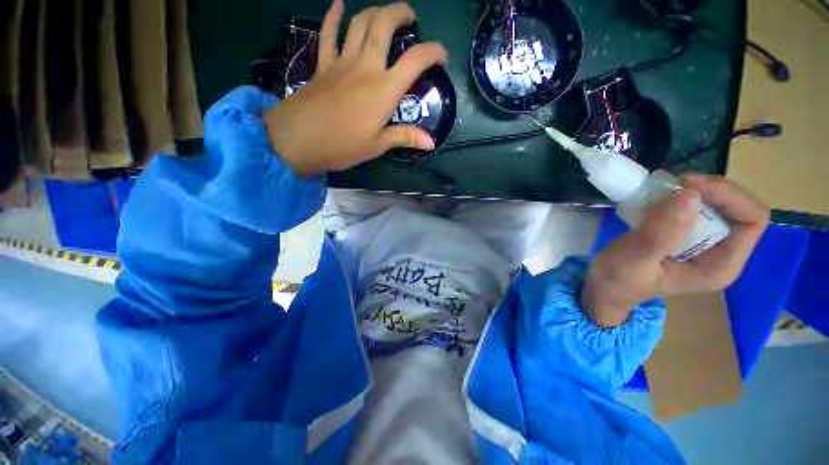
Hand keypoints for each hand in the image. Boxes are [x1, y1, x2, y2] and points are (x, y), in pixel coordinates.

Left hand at [263, 0, 446, 175]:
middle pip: (383, 26)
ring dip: (374, 11)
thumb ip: (404, 137)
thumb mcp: (377, 146)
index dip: (433, 52)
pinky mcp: (322, 65)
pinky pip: (327, 34)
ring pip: (359, 24)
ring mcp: (341, 62)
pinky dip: (332, 16)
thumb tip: (431, 142)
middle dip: (400, 13)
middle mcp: (365, 67)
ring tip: (384, 13)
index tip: (441, 55)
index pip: (415, 61)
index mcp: (384, 90)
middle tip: (410, 17)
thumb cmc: (342, 146)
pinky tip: (338, 5)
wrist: (297, 140)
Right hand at [582, 174, 769, 327]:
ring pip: (720, 204)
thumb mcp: (634, 259)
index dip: (727, 196)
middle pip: (739, 208)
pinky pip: (698, 207)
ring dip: (695, 191)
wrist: (605, 288)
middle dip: (711, 190)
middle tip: (674, 183)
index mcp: (720, 266)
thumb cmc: (618, 280)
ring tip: (664, 190)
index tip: (687, 186)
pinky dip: (681, 196)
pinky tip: (659, 199)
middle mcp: (722, 253)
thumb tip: (688, 195)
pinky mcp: (687, 236)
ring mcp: (705, 244)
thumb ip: (660, 233)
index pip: (751, 221)